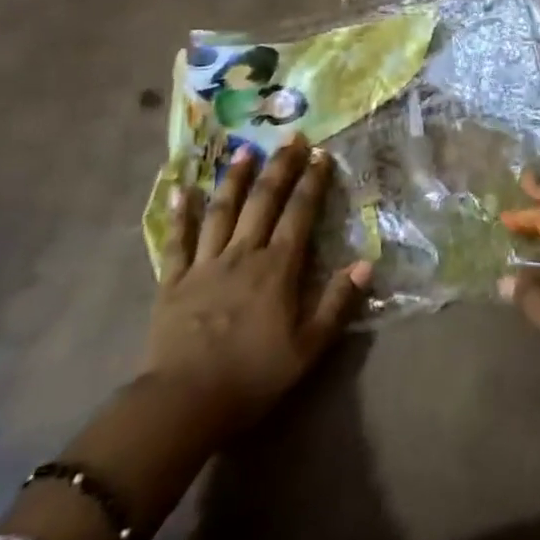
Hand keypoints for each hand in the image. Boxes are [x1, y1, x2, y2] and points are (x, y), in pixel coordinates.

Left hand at [146, 136, 371, 438]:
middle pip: (263, 201)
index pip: (299, 213)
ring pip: (222, 210)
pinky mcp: (173, 280)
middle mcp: (243, 253)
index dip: (312, 182)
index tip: (321, 154)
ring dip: (235, 178)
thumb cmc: (252, 376)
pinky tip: (180, 190)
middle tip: (291, 137)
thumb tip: (366, 263)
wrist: (184, 402)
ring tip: (245, 150)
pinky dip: (180, 214)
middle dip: (280, 166)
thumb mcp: (308, 348)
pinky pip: (177, 240)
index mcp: (277, 268)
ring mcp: (205, 264)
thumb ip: (336, 303)